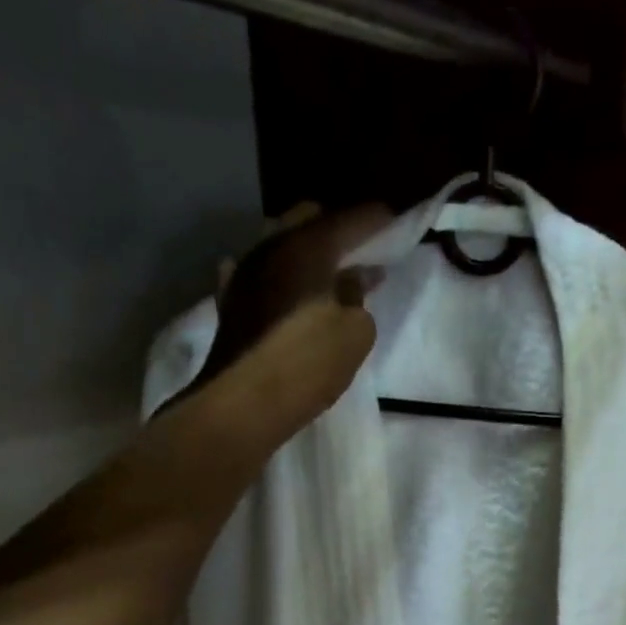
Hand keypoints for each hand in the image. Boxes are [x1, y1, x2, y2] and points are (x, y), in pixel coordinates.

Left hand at [190, 201, 389, 450]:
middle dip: (336, 227)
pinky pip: (260, 275)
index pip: (349, 219)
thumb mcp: (354, 332)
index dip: (375, 219)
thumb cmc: (308, 363)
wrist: (243, 404)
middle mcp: (271, 247)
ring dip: (306, 251)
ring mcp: (245, 273)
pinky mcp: (231, 302)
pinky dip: (279, 276)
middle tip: (361, 246)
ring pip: (280, 243)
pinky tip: (284, 285)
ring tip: (328, 271)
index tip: (393, 222)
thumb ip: (358, 296)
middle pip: (307, 219)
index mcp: (307, 247)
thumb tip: (354, 277)